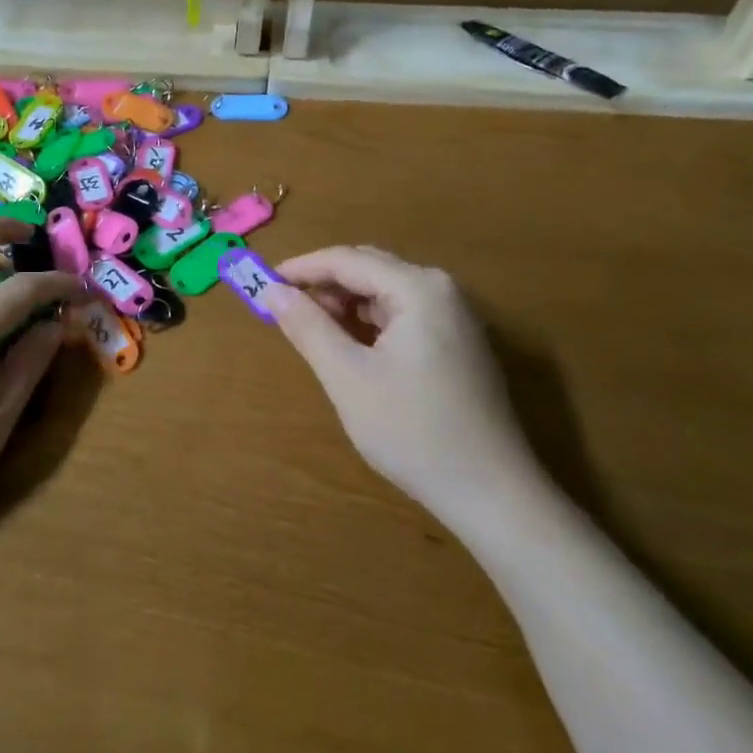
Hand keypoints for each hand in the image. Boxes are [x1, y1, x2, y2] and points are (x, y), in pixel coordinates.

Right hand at [259, 247, 553, 539]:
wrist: (490, 492)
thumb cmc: (412, 430)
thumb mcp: (347, 377)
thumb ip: (307, 327)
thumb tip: (271, 290)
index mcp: (418, 289)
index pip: (347, 260)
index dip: (301, 269)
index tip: (261, 284)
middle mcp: (442, 291)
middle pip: (369, 269)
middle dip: (323, 285)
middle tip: (282, 309)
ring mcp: (456, 318)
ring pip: (385, 293)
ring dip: (345, 305)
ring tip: (311, 331)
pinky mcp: (459, 344)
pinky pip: (403, 316)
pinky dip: (369, 324)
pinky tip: (350, 348)